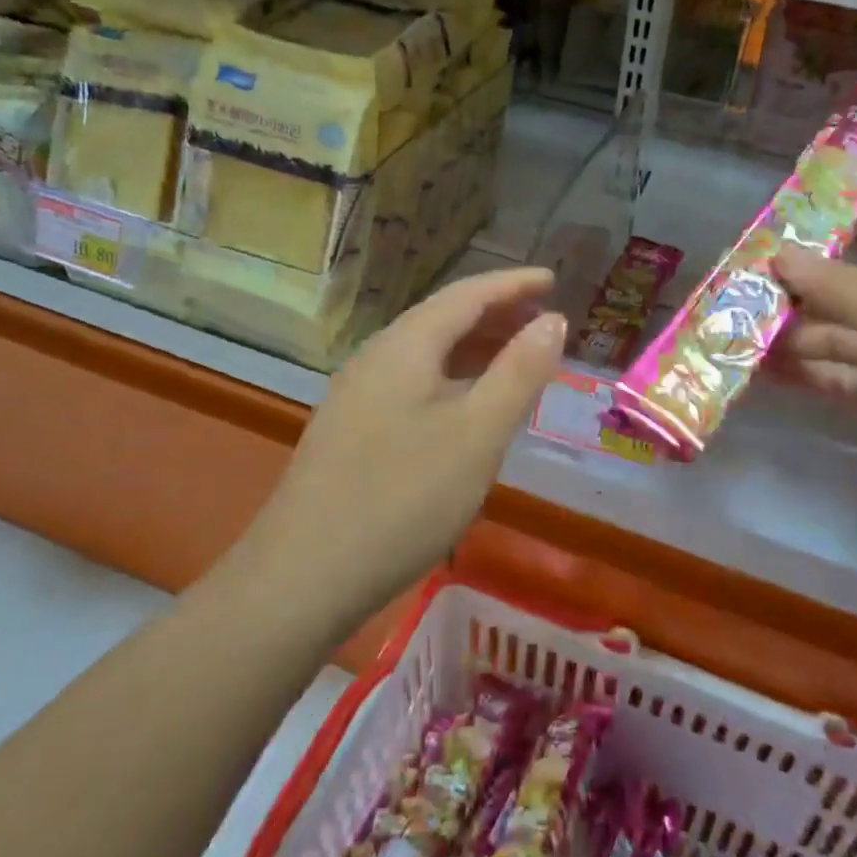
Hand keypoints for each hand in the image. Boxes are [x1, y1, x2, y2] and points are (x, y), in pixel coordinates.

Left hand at [249, 268, 565, 608]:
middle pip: (444, 318)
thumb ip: (519, 372)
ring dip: (475, 348)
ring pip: (427, 353)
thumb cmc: (403, 498)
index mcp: (406, 345)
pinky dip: (452, 379)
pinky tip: (468, 408)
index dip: (514, 283)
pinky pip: (413, 382)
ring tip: (517, 361)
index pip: (468, 294)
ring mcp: (357, 393)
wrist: (301, 577)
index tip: (554, 280)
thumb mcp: (478, 434)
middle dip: (497, 314)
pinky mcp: (351, 428)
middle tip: (544, 323)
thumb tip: (553, 319)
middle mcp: (377, 356)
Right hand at [773, 231, 856, 525]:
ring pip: (839, 341)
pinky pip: (837, 380)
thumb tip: (781, 254)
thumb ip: (838, 286)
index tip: (794, 233)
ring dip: (796, 336)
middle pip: (852, 298)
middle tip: (746, 287)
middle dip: (804, 293)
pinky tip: (763, 368)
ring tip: (742, 329)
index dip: (848, 238)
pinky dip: (804, 373)